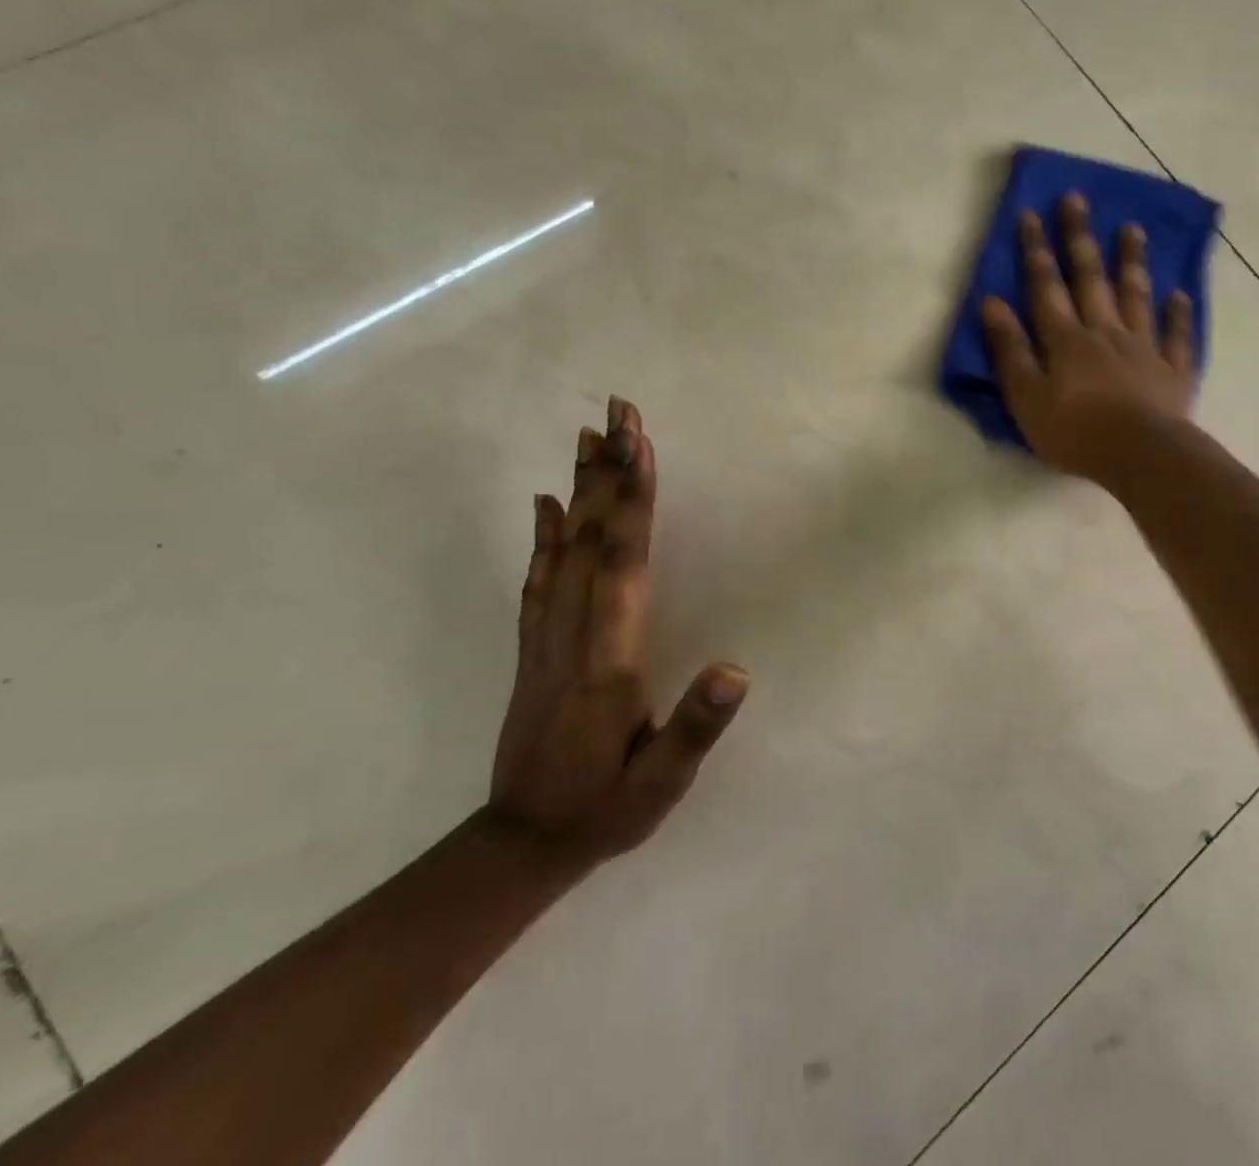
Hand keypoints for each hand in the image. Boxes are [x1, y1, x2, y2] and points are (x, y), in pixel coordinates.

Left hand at [489, 397, 747, 863]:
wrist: (521, 846)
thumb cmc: (605, 809)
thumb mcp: (661, 784)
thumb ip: (697, 725)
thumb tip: (737, 668)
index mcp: (609, 661)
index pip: (623, 565)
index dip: (633, 502)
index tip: (639, 444)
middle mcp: (573, 635)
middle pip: (591, 540)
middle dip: (608, 472)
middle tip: (617, 412)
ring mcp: (547, 638)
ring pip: (562, 550)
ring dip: (578, 489)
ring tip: (587, 436)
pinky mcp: (535, 647)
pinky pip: (538, 579)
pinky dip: (543, 534)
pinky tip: (546, 504)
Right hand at [982, 194, 1195, 480]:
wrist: (1141, 456)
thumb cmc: (1075, 432)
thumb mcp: (1026, 397)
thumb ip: (1011, 350)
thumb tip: (992, 303)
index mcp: (1066, 340)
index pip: (1046, 286)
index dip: (1036, 250)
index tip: (1030, 214)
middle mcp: (1105, 332)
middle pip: (1091, 278)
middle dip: (1080, 238)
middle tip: (1077, 199)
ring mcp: (1143, 348)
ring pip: (1136, 296)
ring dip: (1132, 262)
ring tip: (1133, 229)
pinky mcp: (1172, 371)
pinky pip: (1177, 336)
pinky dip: (1178, 314)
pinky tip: (1179, 294)